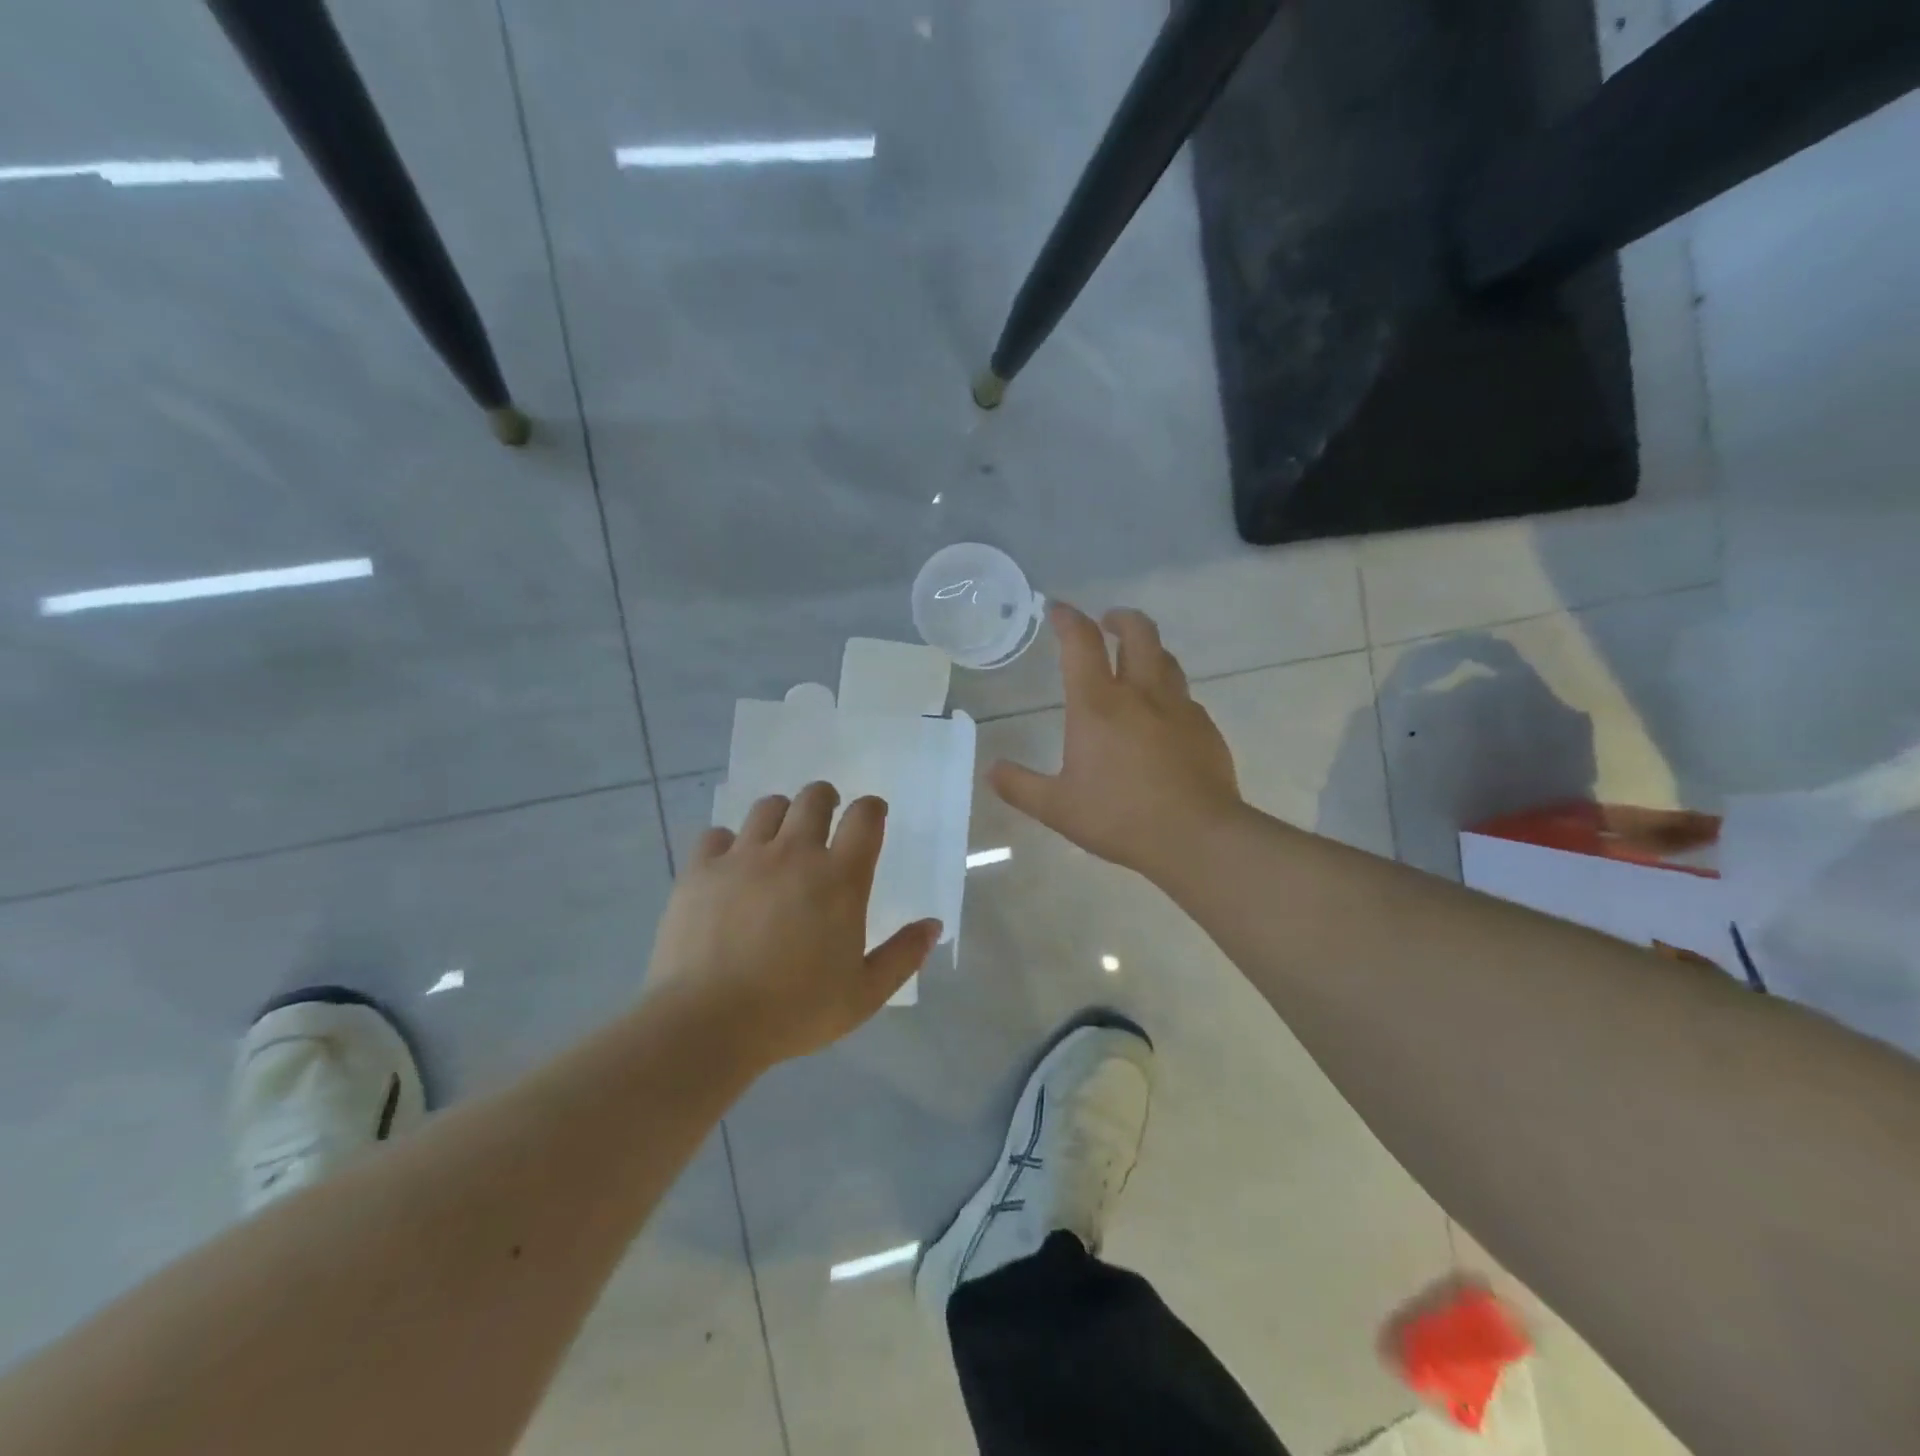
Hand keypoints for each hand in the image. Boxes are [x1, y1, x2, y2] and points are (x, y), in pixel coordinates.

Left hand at [644, 783, 940, 1070]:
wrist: (707, 1024)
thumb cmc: (795, 1011)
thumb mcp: (864, 995)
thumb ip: (903, 956)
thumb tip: (933, 925)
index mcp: (839, 878)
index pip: (865, 817)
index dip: (872, 809)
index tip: (872, 817)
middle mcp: (794, 853)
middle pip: (814, 798)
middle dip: (826, 799)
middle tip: (825, 819)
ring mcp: (743, 857)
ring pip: (767, 807)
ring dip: (781, 815)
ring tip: (779, 839)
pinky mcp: (701, 870)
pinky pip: (716, 835)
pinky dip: (727, 843)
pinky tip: (730, 866)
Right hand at [991, 603, 1241, 879]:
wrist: (1196, 837)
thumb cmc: (1119, 816)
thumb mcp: (1057, 808)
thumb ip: (1020, 787)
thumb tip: (991, 770)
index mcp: (1098, 705)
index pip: (1081, 643)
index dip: (1068, 619)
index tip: (1058, 609)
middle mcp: (1141, 693)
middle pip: (1138, 633)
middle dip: (1121, 619)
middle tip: (1108, 621)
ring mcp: (1179, 708)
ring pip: (1166, 660)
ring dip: (1148, 650)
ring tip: (1136, 661)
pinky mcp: (1205, 729)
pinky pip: (1185, 697)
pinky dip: (1169, 694)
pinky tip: (1164, 717)